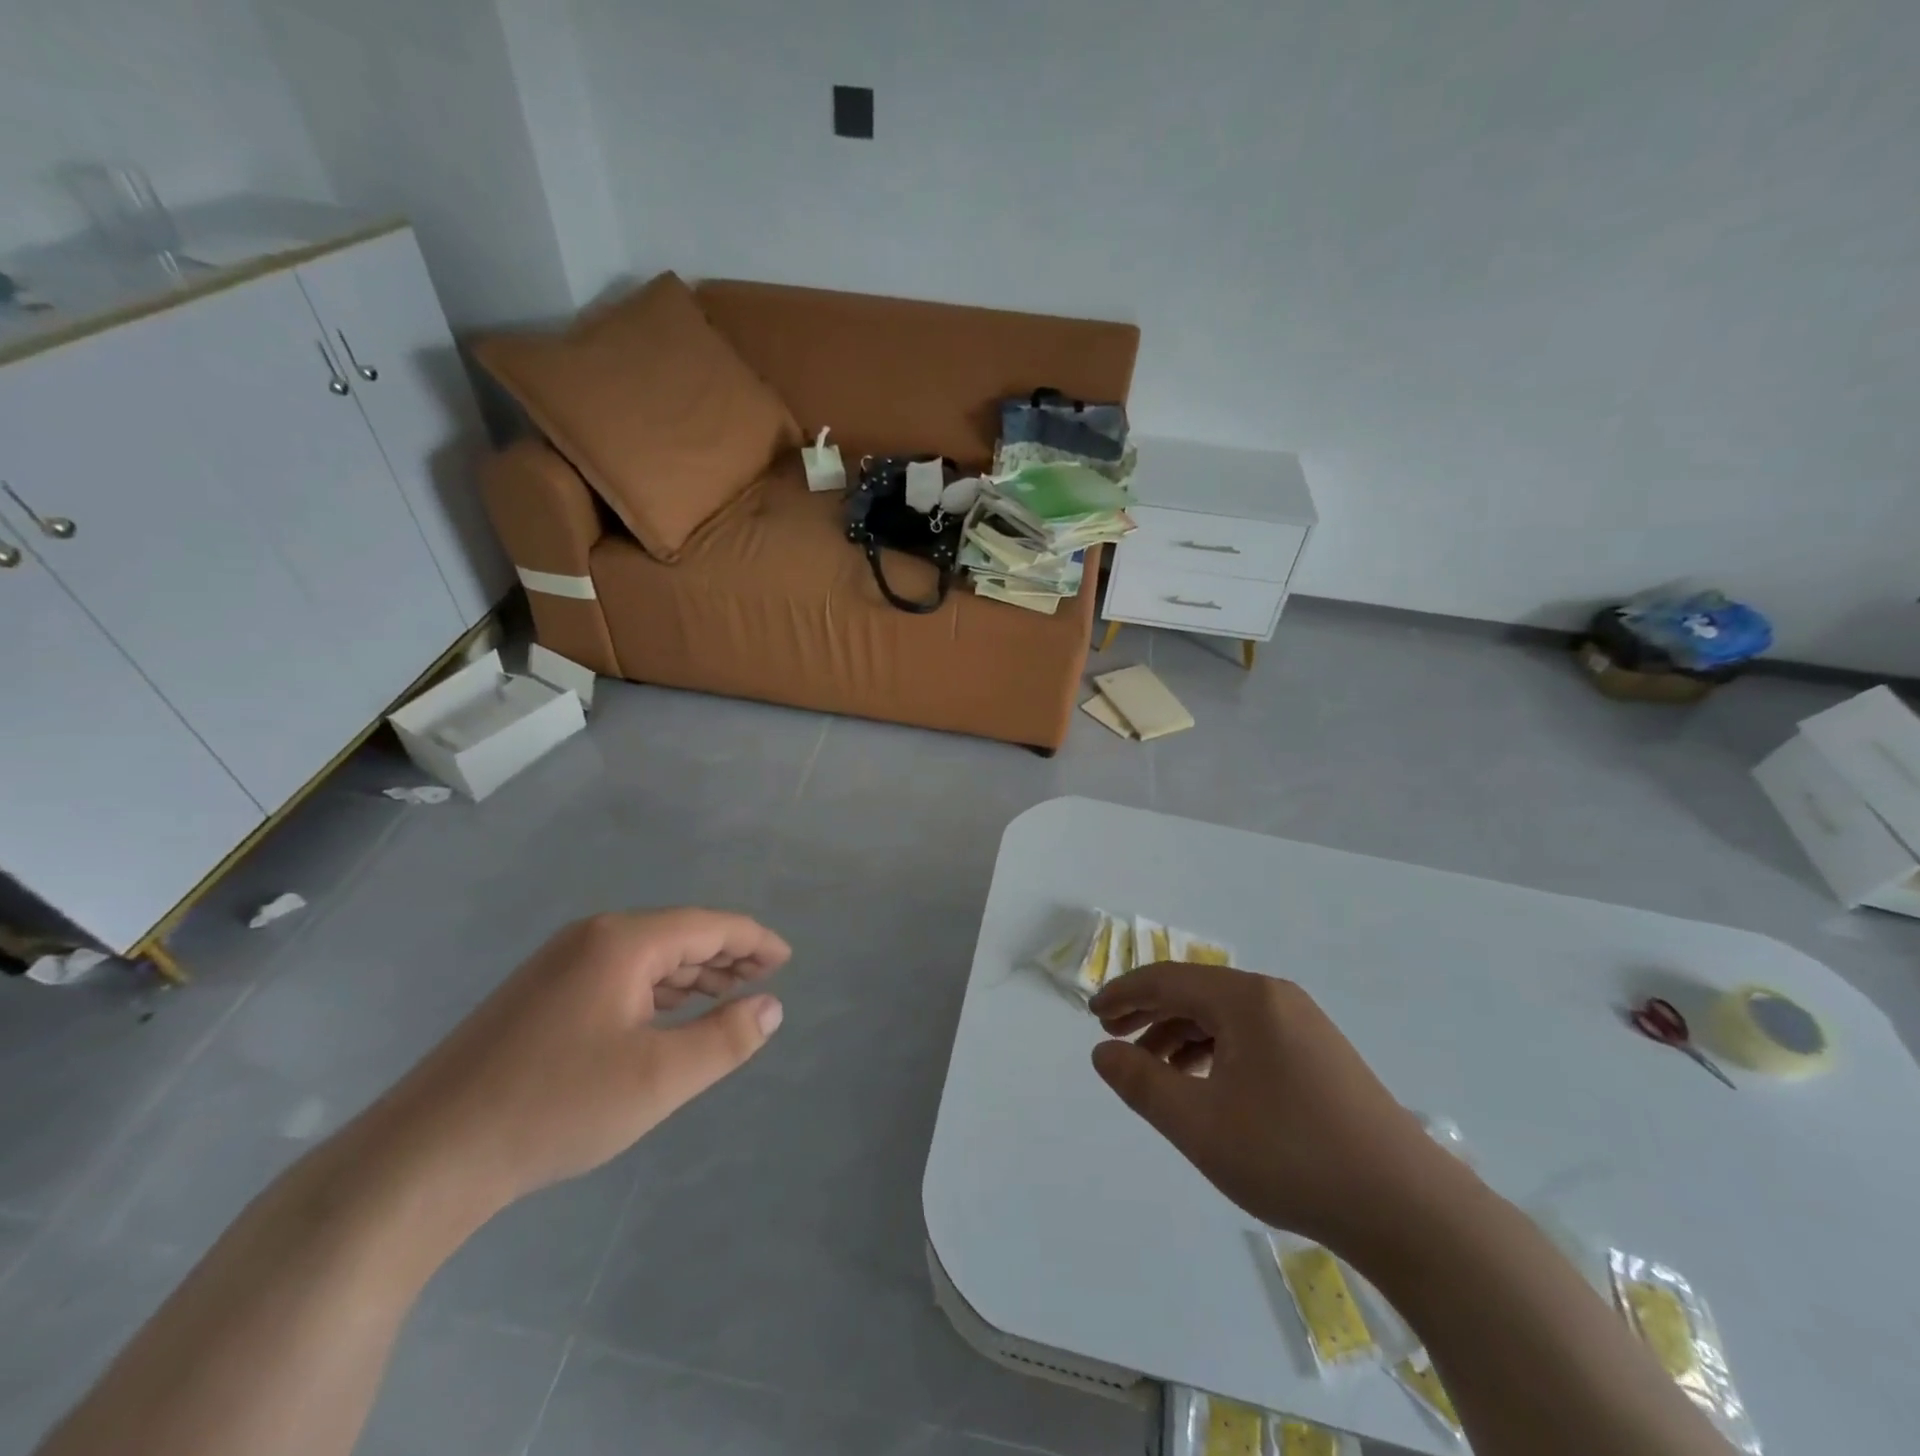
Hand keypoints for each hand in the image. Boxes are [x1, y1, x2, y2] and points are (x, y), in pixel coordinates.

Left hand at [358, 910, 789, 1219]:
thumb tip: (771, 1007)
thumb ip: (725, 1039)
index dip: (753, 939)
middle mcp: (591, 939)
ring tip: (728, 993)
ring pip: (646, 955)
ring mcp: (558, 966)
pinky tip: (667, 1013)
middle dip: (726, 954)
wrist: (424, 1158)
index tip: (786, 959)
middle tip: (766, 977)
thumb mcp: (659, 1078)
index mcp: (623, 942)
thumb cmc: (555, 1108)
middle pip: (678, 934)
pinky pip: (618, 975)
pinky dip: (656, 988)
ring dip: (692, 972)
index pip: (708, 925)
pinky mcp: (538, 996)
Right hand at [1089, 962, 1459, 1254]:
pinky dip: (1214, 1052)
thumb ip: (1141, 1083)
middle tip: (1113, 1037)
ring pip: (1223, 1017)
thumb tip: (1102, 1052)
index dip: (1125, 994)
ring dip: (1180, 1035)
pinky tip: (1204, 1085)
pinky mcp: (1320, 1055)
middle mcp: (1275, 998)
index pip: (1168, 980)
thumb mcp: (1199, 1125)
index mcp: (1246, 999)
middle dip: (1149, 1013)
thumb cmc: (1291, 1156)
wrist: (1408, 1209)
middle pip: (1195, 993)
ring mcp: (1303, 1025)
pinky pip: (1250, 1037)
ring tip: (1152, 1070)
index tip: (1092, 1015)